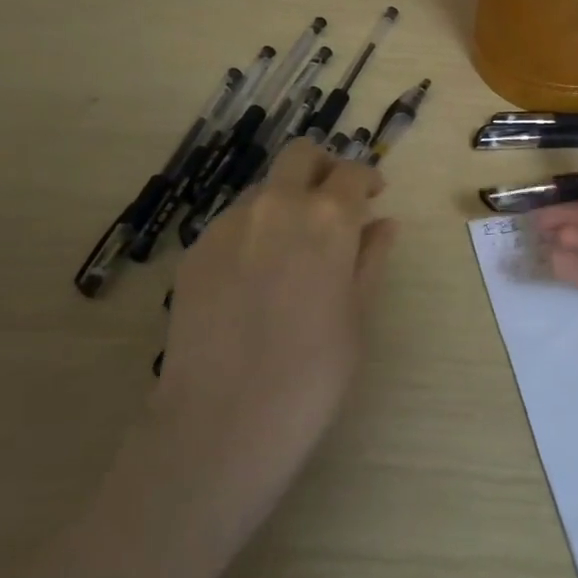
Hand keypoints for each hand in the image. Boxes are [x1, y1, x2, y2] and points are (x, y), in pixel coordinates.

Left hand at [107, 140, 396, 568]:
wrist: (225, 420)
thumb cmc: (313, 372)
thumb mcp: (358, 313)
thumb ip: (371, 258)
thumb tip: (383, 224)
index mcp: (328, 218)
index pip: (352, 173)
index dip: (367, 179)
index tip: (373, 196)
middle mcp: (276, 206)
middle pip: (300, 156)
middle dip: (323, 168)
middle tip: (336, 203)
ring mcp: (228, 226)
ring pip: (264, 190)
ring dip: (286, 201)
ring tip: (295, 249)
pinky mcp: (195, 252)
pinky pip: (233, 223)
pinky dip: (254, 231)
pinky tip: (257, 278)